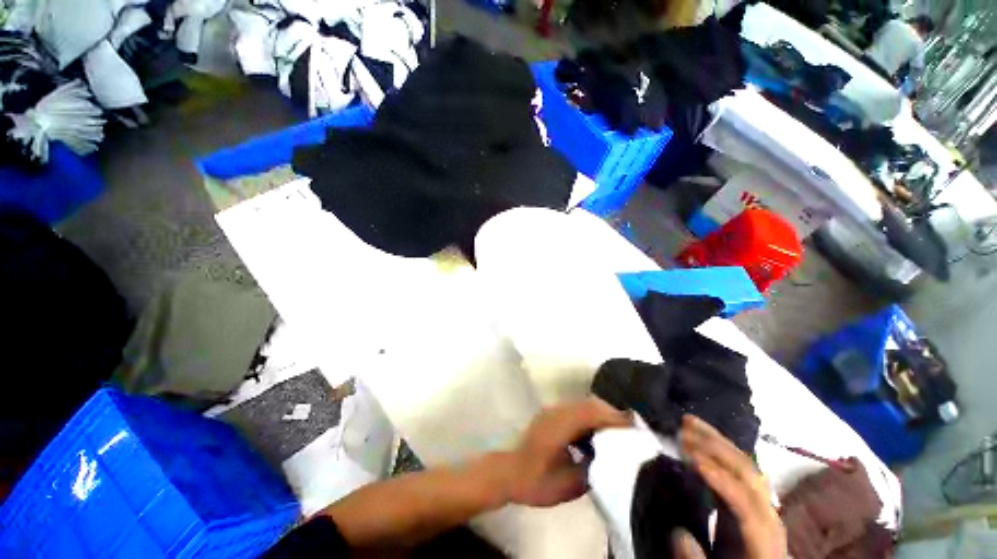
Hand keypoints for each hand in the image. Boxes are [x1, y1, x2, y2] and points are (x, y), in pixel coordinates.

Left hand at [504, 398, 630, 506]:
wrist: (506, 471)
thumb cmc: (534, 480)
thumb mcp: (566, 485)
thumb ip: (590, 471)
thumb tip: (608, 459)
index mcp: (561, 425)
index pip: (592, 413)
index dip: (614, 417)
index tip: (634, 426)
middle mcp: (557, 412)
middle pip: (589, 404)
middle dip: (611, 413)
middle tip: (629, 428)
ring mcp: (552, 411)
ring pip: (582, 405)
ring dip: (600, 413)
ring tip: (616, 430)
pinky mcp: (549, 415)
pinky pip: (575, 410)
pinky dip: (589, 416)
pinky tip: (594, 433)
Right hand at [680, 415, 786, 558]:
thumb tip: (678, 533)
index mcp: (762, 535)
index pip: (744, 500)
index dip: (720, 478)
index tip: (690, 458)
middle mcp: (767, 512)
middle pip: (748, 472)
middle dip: (715, 447)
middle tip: (682, 428)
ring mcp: (761, 500)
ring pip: (743, 462)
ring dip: (716, 439)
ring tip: (689, 420)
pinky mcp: (749, 495)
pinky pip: (736, 465)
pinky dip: (718, 447)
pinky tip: (702, 436)